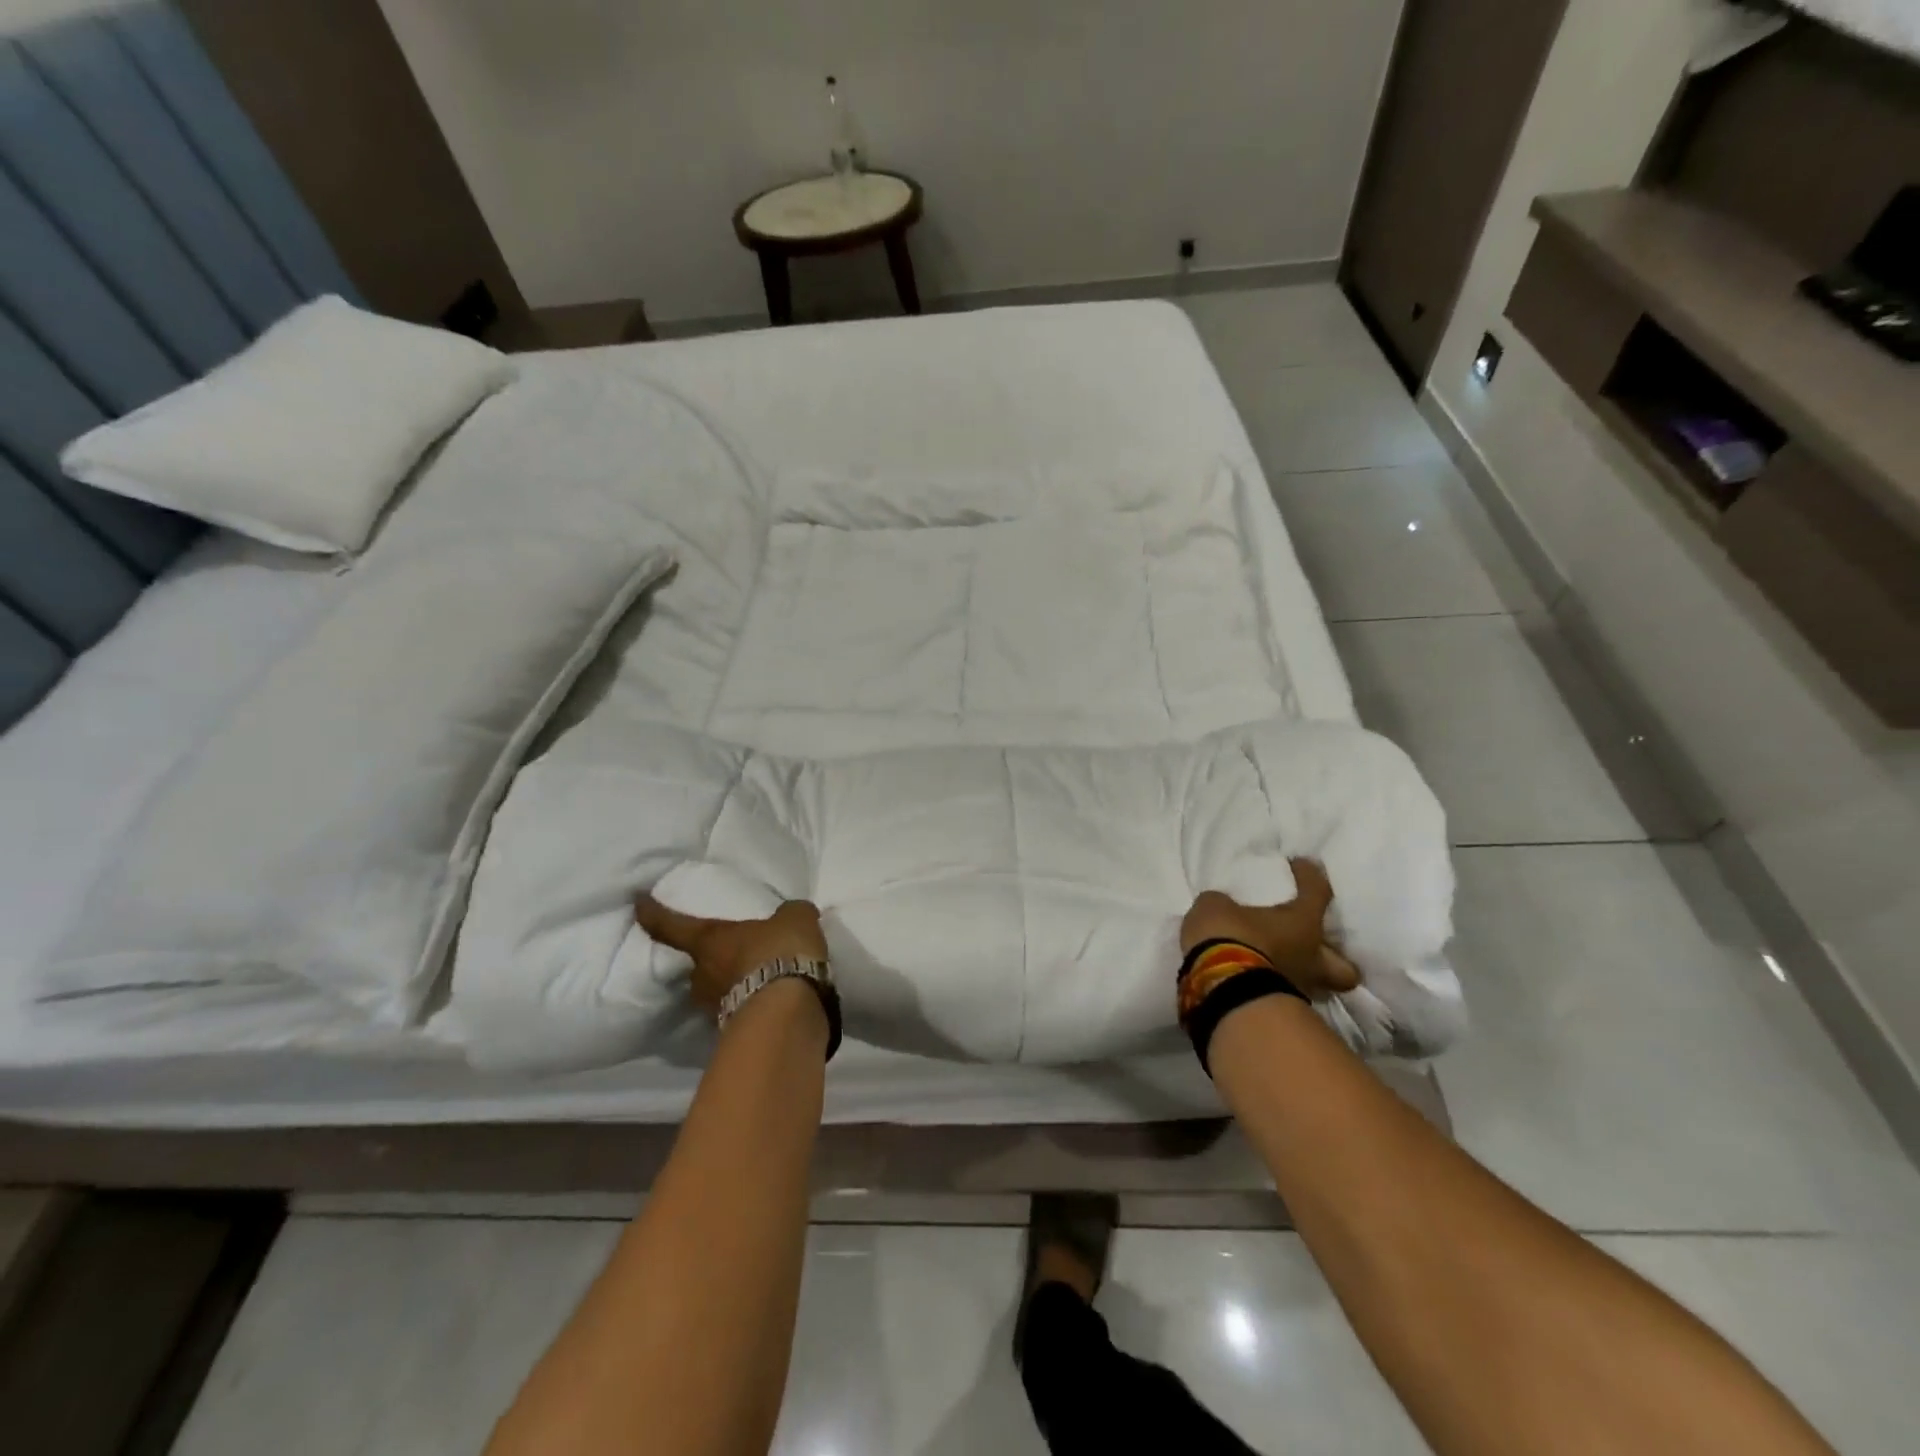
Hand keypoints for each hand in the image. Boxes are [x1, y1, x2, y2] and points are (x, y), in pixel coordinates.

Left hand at [634, 895, 828, 1014]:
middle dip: (709, 960)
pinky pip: (739, 1010)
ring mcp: (715, 1008)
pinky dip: (751, 1005)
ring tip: (757, 979)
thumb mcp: (794, 919)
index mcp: (709, 941)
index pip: (671, 926)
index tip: (638, 903)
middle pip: (695, 965)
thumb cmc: (780, 951)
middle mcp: (702, 975)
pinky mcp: (734, 1032)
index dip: (653, 913)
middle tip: (730, 953)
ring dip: (731, 985)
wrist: (788, 1012)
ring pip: (715, 992)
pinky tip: (773, 1000)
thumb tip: (792, 914)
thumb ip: (789, 915)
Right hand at [1181, 859, 1359, 999]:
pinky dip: (1273, 985)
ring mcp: (1298, 988)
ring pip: (1315, 985)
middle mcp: (1311, 958)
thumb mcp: (1216, 907)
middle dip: (1335, 958)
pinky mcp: (1277, 1009)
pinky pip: (1282, 993)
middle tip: (1315, 946)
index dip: (1310, 876)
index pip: (1317, 892)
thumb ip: (1225, 905)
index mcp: (1303, 924)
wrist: (1220, 987)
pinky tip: (1255, 976)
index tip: (1300, 864)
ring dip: (1301, 974)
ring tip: (1280, 964)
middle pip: (1344, 968)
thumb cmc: (1230, 936)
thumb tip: (1224, 908)